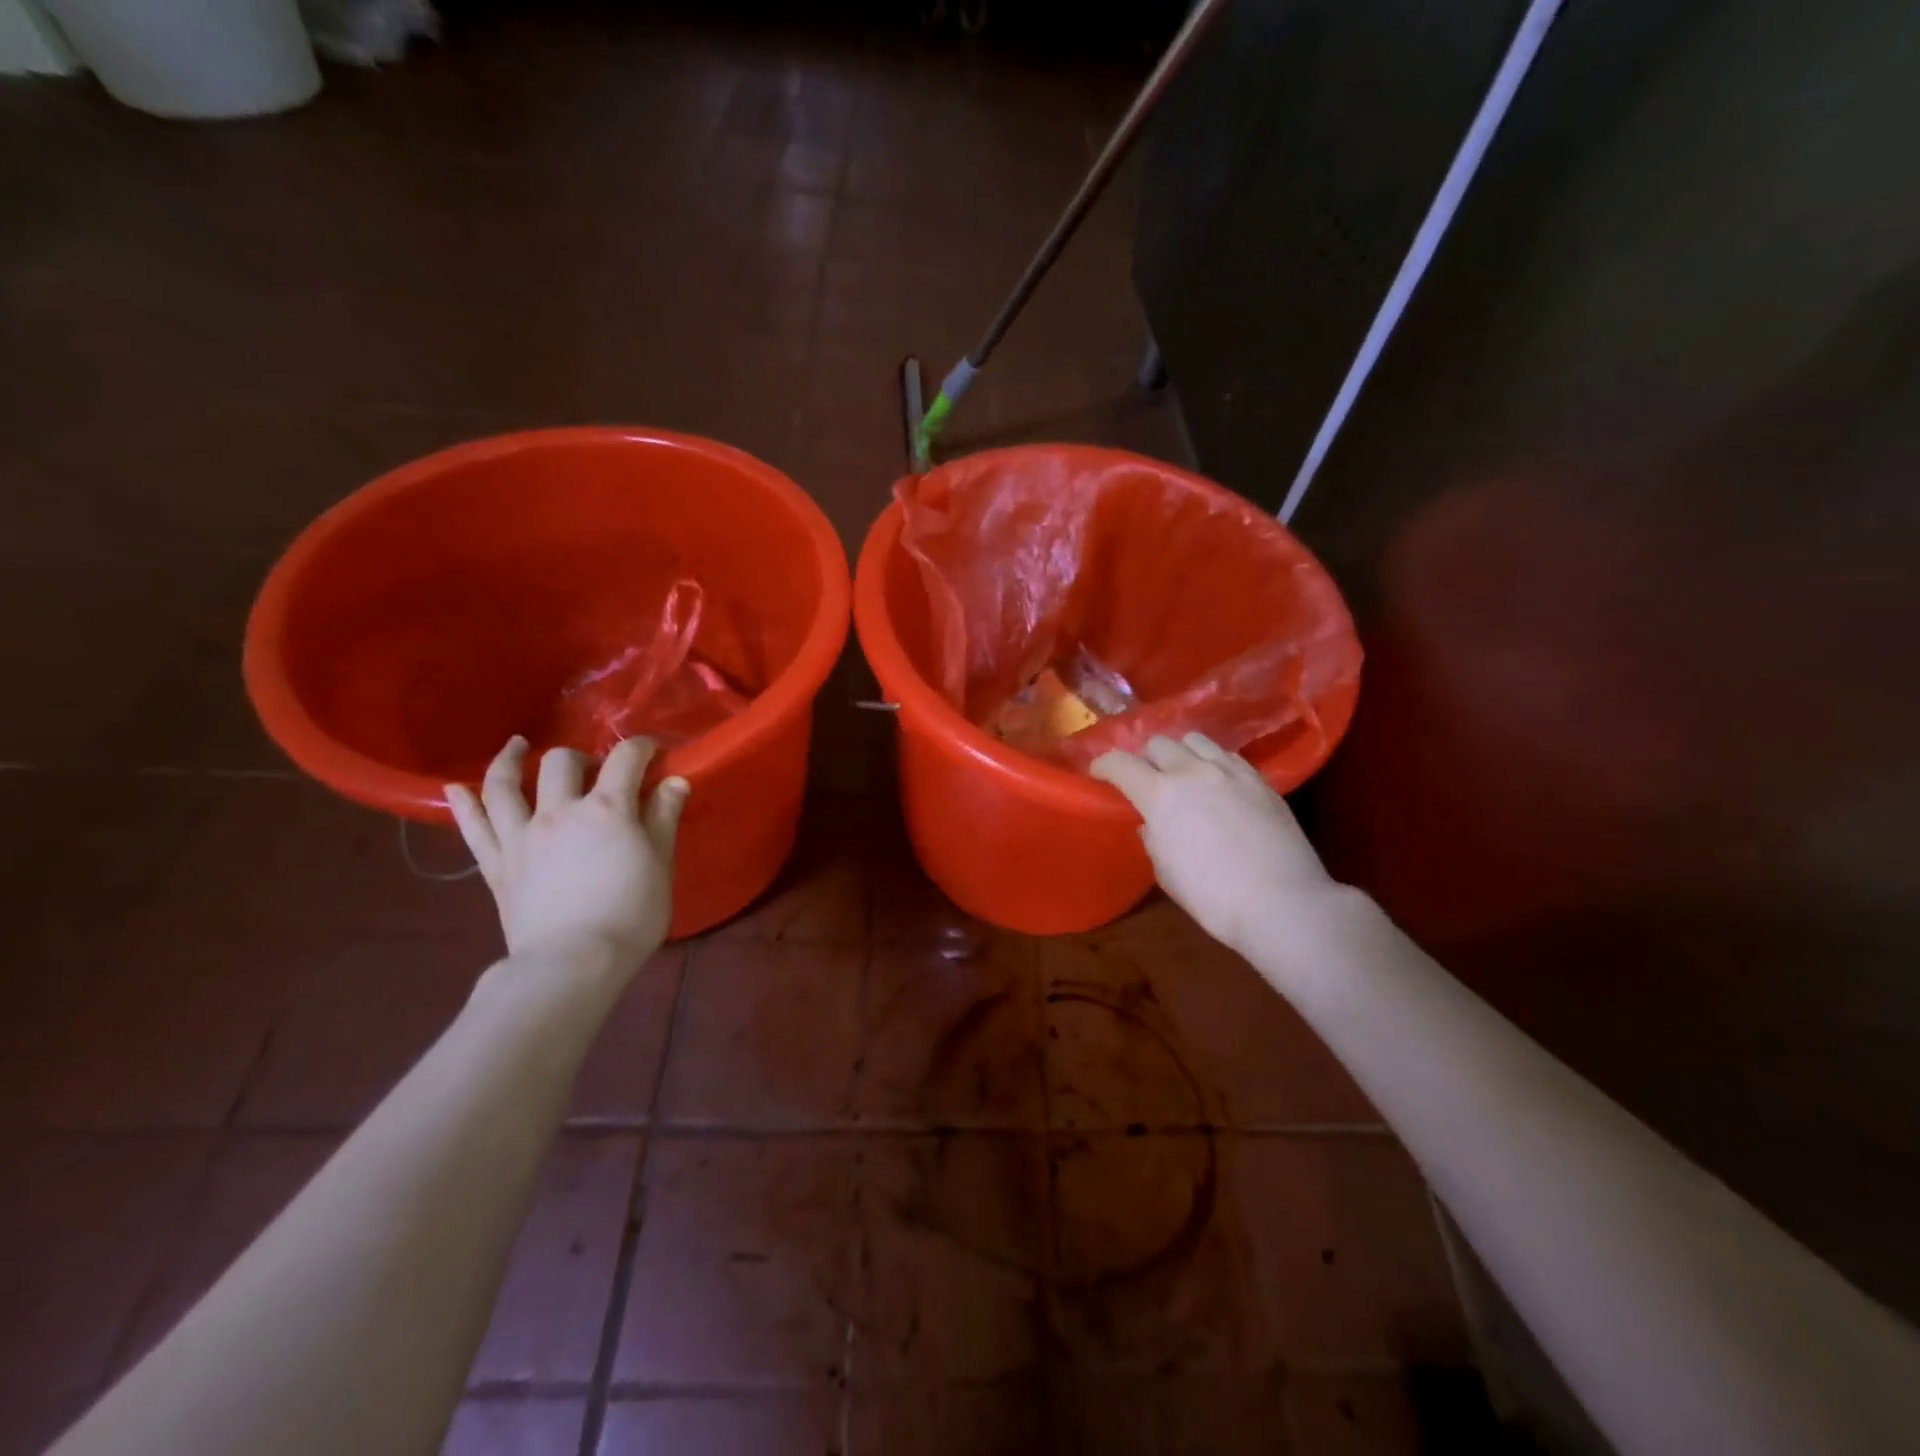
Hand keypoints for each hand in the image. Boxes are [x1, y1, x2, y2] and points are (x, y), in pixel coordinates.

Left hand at [446, 735, 689, 966]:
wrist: (573, 963)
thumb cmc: (630, 914)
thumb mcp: (660, 864)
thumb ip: (663, 818)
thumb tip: (673, 781)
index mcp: (607, 809)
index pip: (625, 759)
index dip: (641, 747)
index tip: (652, 752)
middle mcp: (560, 812)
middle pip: (562, 763)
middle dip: (582, 757)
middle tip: (595, 771)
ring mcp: (521, 836)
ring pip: (505, 786)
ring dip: (510, 760)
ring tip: (517, 747)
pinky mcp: (497, 865)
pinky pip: (474, 828)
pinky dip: (463, 804)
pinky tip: (455, 787)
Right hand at [1091, 733, 1337, 954]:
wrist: (1283, 903)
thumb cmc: (1214, 898)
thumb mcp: (1166, 872)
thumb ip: (1153, 837)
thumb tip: (1153, 822)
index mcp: (1160, 795)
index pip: (1120, 763)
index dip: (1103, 765)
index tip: (1099, 773)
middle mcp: (1192, 771)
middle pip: (1158, 743)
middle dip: (1144, 758)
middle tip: (1146, 779)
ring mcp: (1229, 771)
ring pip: (1194, 740)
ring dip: (1180, 753)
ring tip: (1183, 773)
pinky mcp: (1259, 779)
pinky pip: (1226, 755)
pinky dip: (1211, 762)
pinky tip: (1216, 783)